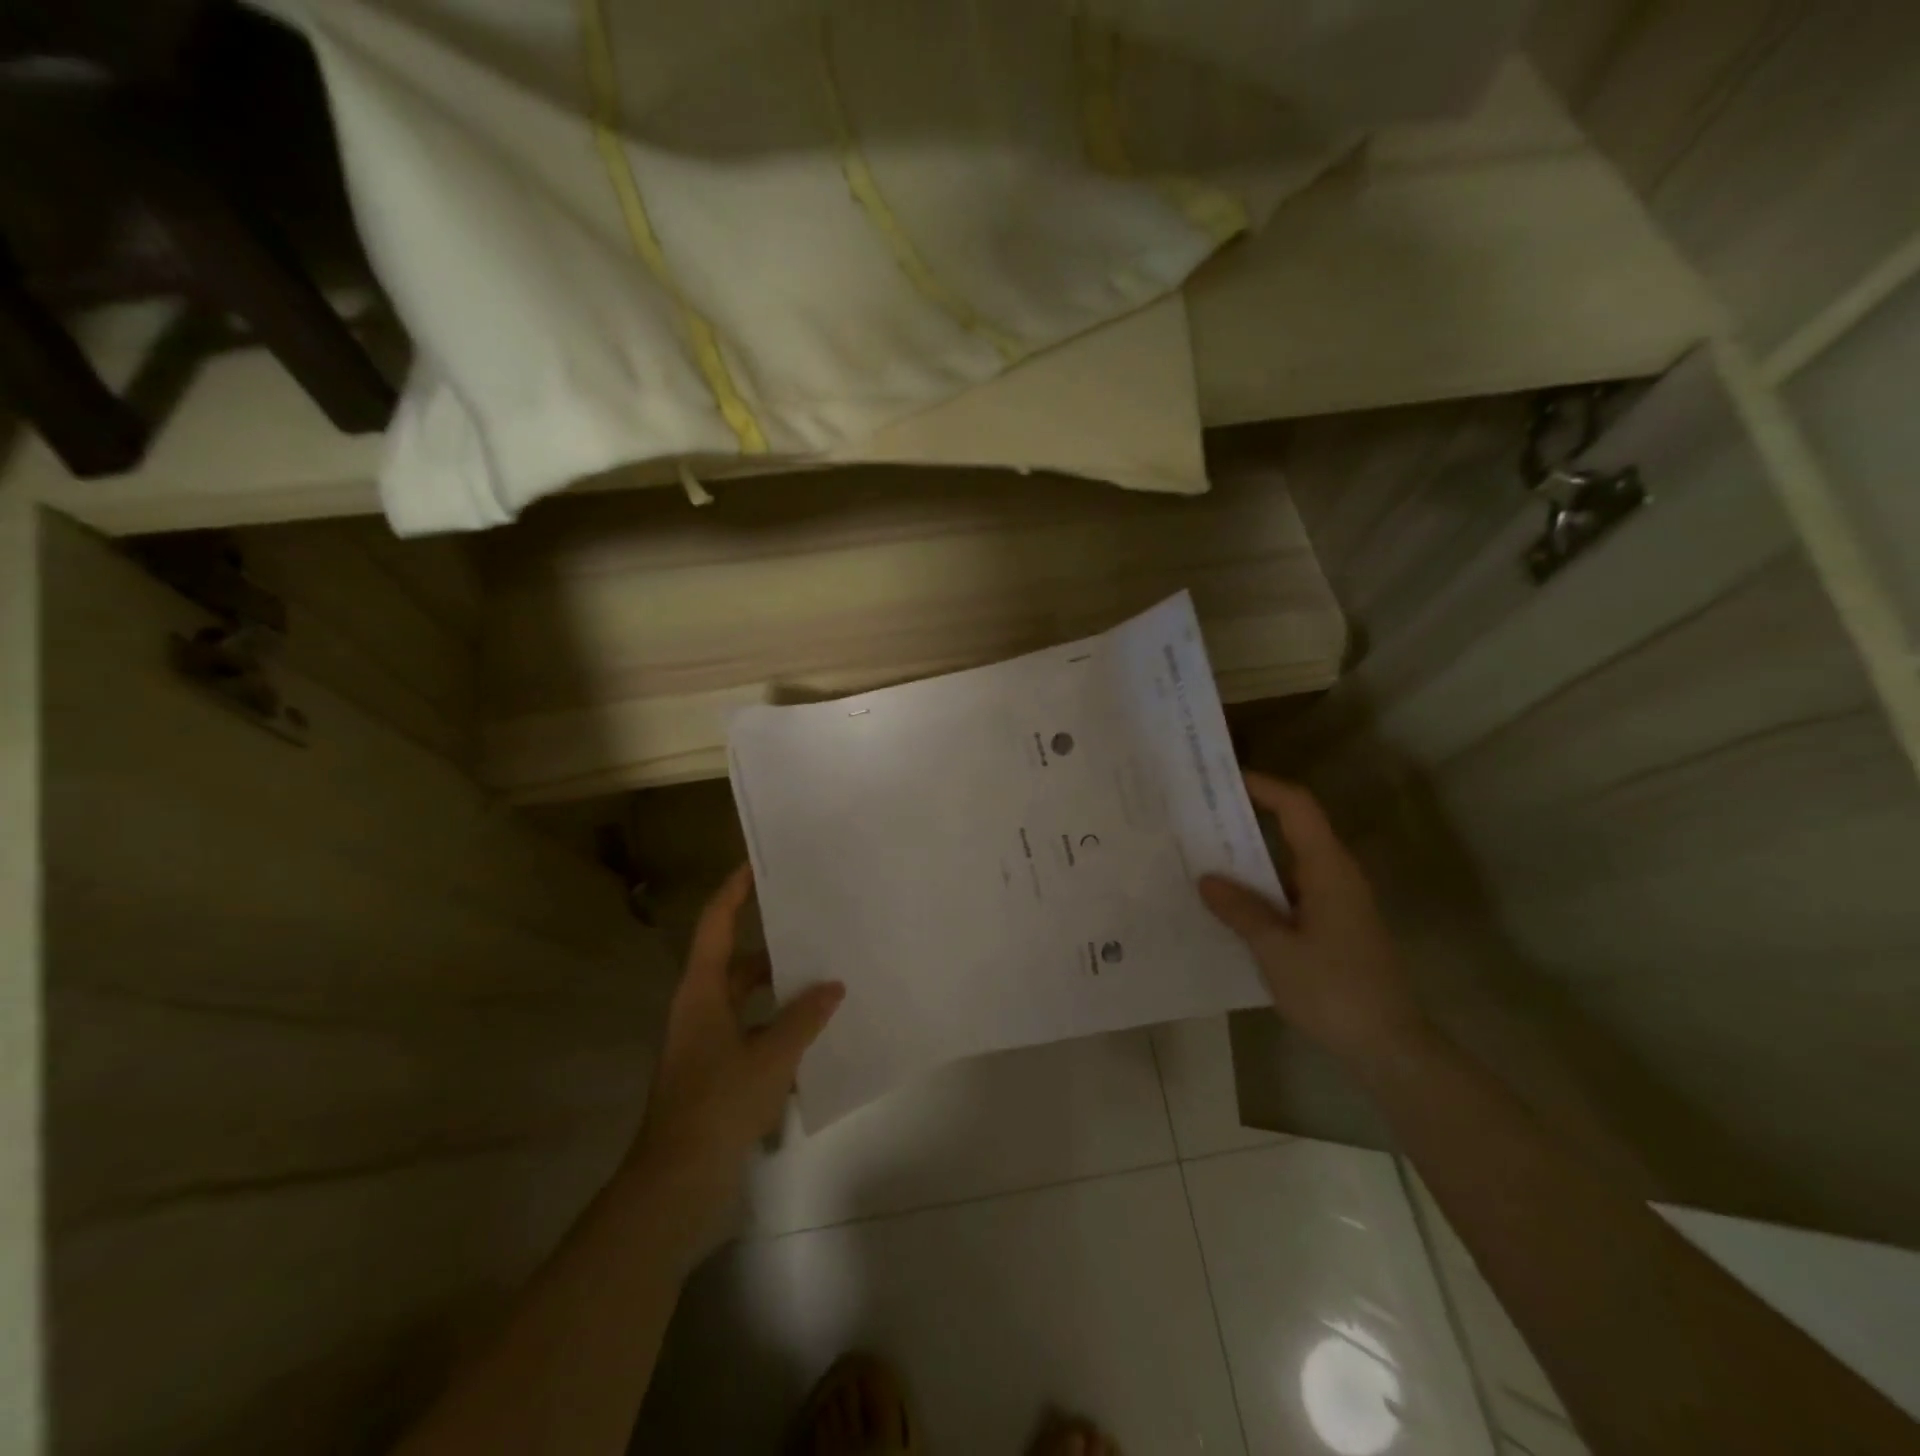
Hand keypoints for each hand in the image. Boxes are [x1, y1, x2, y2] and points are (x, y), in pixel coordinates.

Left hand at [626, 864, 843, 1221]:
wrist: (675, 1182)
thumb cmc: (717, 1105)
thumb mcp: (771, 1056)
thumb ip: (804, 1018)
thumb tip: (832, 986)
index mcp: (701, 992)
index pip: (716, 924)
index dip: (734, 890)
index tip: (758, 864)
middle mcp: (699, 1008)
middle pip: (735, 961)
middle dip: (771, 944)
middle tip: (812, 925)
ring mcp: (705, 1041)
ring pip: (745, 999)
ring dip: (778, 989)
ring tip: (822, 977)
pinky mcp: (714, 1070)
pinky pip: (750, 1030)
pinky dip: (776, 1025)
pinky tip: (811, 1034)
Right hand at [1198, 772, 1428, 1065]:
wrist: (1389, 1047)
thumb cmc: (1334, 991)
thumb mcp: (1276, 949)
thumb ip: (1240, 910)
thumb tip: (1207, 878)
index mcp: (1327, 869)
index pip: (1296, 807)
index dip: (1262, 786)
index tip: (1219, 779)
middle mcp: (1334, 876)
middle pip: (1290, 829)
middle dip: (1244, 820)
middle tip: (1195, 818)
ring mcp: (1335, 902)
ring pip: (1286, 864)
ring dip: (1247, 859)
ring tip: (1199, 857)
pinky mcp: (1331, 927)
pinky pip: (1288, 892)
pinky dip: (1258, 889)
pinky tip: (1226, 906)